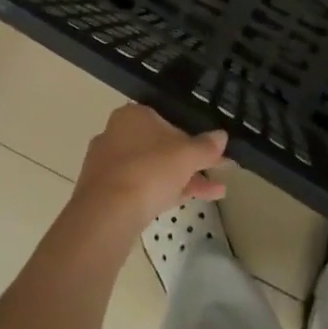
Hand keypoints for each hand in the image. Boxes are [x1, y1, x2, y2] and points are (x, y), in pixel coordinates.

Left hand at [69, 104, 226, 238]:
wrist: (107, 212)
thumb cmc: (149, 169)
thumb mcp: (186, 155)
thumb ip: (206, 146)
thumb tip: (222, 136)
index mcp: (132, 115)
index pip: (168, 120)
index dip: (193, 136)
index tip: (213, 151)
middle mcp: (116, 134)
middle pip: (160, 147)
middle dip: (191, 161)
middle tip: (217, 172)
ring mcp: (108, 165)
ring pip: (153, 169)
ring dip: (183, 179)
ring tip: (216, 192)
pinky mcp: (105, 193)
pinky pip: (141, 188)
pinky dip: (164, 192)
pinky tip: (187, 202)